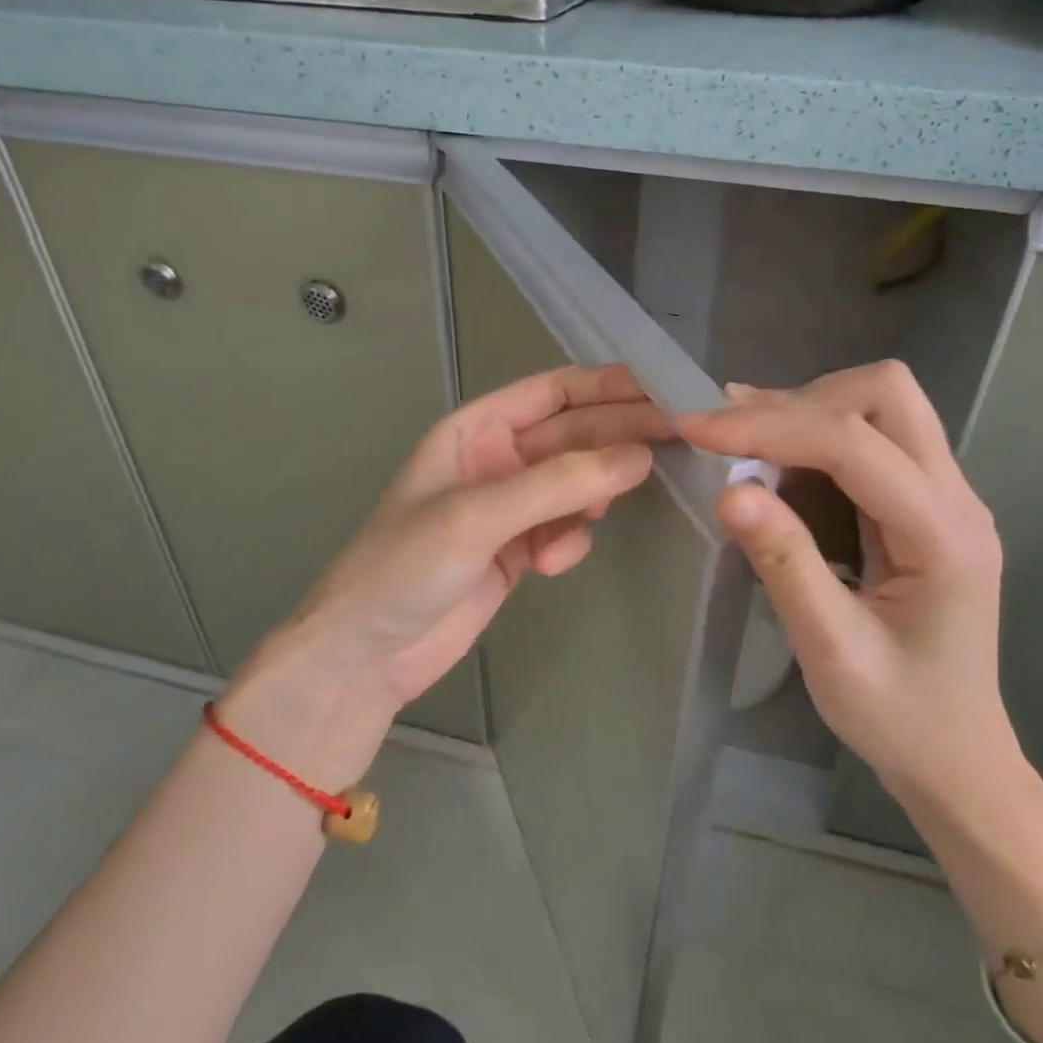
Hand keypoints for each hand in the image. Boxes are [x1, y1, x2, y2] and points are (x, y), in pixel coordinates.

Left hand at [223, 365, 670, 786]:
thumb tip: (640, 457)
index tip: (663, 392)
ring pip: (576, 483)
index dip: (607, 387)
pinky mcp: (520, 549)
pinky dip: (569, 541)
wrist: (366, 655)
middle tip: (676, 441)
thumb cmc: (405, 566)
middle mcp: (499, 459)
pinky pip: (566, 529)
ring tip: (601, 514)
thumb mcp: (477, 516)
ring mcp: (511, 506)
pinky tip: (552, 563)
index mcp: (477, 430)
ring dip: (593, 496)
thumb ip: (558, 485)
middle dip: (617, 440)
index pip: (554, 391)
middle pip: (575, 435)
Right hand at [676, 361, 1012, 810]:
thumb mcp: (831, 651)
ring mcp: (947, 496)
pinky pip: (874, 437)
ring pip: (882, 404)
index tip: (696, 428)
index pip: (854, 443)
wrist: (958, 758)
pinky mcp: (926, 503)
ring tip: (742, 443)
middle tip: (733, 436)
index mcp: (943, 535)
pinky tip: (775, 464)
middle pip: (888, 393)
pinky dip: (816, 434)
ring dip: (808, 411)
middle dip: (802, 400)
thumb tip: (728, 489)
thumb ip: (784, 564)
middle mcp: (956, 497)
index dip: (770, 427)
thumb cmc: (899, 717)